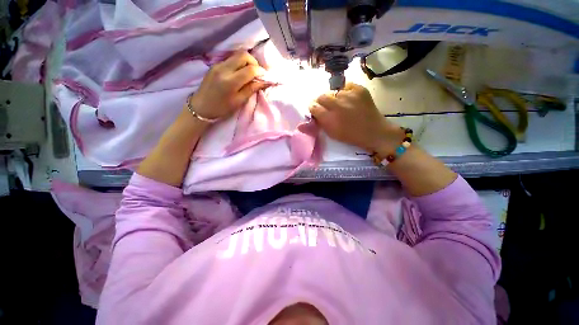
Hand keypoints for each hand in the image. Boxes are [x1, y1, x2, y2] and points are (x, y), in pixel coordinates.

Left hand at [189, 51, 266, 119]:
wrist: (201, 106)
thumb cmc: (222, 108)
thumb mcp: (239, 101)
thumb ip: (251, 89)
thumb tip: (264, 81)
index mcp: (231, 81)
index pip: (250, 69)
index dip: (260, 71)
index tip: (265, 76)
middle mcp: (224, 68)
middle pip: (243, 55)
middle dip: (254, 62)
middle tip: (258, 73)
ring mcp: (218, 64)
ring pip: (237, 55)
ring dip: (247, 62)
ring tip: (250, 73)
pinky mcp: (215, 64)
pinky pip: (231, 59)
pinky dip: (239, 63)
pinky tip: (240, 73)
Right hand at [310, 83, 402, 151]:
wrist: (373, 131)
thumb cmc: (350, 135)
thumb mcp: (331, 133)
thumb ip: (321, 122)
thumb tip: (314, 112)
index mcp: (329, 119)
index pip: (314, 107)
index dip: (313, 108)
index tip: (316, 109)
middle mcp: (337, 105)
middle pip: (321, 96)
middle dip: (322, 101)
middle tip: (327, 106)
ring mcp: (349, 95)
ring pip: (335, 92)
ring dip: (335, 98)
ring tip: (342, 104)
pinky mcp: (359, 89)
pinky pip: (346, 86)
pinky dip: (346, 92)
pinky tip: (350, 99)